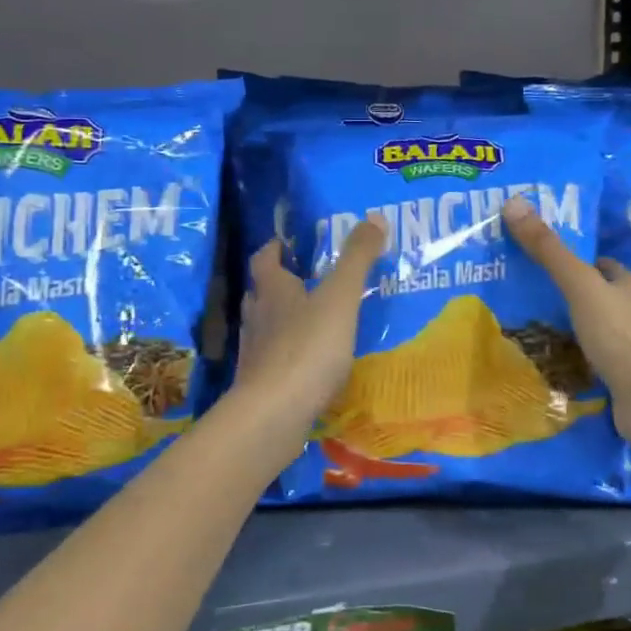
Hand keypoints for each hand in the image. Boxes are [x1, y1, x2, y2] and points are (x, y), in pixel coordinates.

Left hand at [235, 216, 386, 423]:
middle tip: (307, 282)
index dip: (273, 248)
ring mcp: (255, 353)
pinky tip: (310, 365)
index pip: (264, 259)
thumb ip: (357, 259)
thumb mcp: (340, 297)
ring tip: (313, 322)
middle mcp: (257, 317)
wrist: (273, 414)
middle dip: (280, 285)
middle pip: (262, 293)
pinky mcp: (259, 385)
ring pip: (266, 327)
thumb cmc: (308, 347)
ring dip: (284, 321)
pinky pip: (274, 361)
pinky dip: (289, 356)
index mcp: (272, 290)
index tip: (286, 243)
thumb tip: (375, 216)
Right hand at [503, 196, 630, 475]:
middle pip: (599, 296)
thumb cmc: (622, 337)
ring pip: (595, 330)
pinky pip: (593, 362)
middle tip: (526, 290)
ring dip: (570, 328)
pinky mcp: (624, 380)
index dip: (576, 259)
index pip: (602, 265)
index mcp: (630, 286)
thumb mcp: (580, 287)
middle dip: (569, 293)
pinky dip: (574, 359)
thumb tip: (513, 201)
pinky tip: (549, 361)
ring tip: (528, 324)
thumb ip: (548, 251)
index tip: (542, 258)